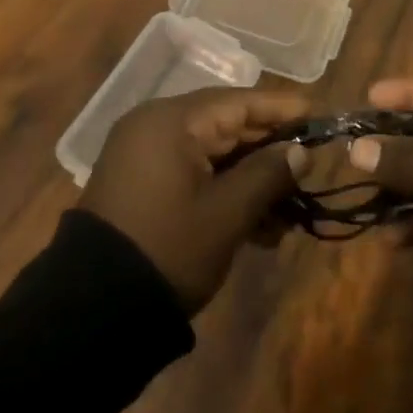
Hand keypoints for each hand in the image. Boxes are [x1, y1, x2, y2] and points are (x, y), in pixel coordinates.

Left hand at [81, 88, 310, 311]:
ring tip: (288, 217)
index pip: (239, 102)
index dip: (282, 109)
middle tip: (310, 170)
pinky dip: (225, 194)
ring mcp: (146, 156)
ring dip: (251, 181)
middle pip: (227, 127)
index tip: (320, 114)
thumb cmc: (168, 248)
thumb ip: (268, 175)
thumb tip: (300, 152)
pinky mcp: (143, 184)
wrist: (93, 309)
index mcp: (171, 121)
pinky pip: (195, 174)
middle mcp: (156, 127)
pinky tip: (259, 228)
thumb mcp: (227, 214)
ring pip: (214, 155)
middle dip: (270, 153)